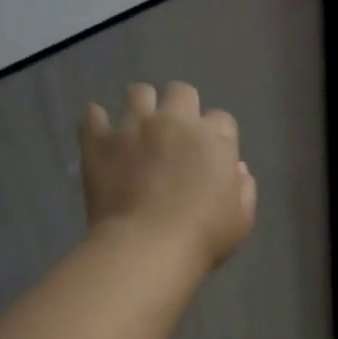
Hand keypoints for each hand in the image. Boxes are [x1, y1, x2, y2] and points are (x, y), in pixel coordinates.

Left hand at [82, 82, 257, 273]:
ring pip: (138, 92)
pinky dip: (97, 121)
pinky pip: (93, 115)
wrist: (147, 247)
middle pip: (181, 91)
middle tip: (174, 133)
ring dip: (141, 105)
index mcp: (213, 137)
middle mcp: (174, 121)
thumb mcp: (242, 219)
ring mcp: (133, 126)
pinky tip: (100, 135)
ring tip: (137, 128)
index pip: (222, 119)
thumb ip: (244, 188)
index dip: (217, 135)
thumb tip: (236, 169)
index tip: (210, 154)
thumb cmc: (203, 236)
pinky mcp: (99, 141)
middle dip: (180, 106)